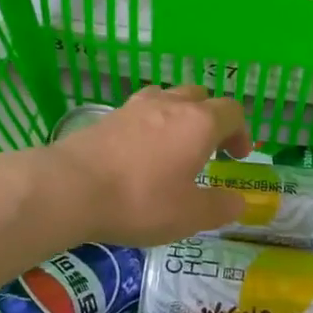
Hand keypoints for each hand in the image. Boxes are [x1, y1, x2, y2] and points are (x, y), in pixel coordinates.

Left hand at [47, 86, 251, 247]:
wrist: (70, 188)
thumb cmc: (140, 201)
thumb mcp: (190, 215)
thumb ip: (220, 207)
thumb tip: (238, 201)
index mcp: (199, 123)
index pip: (232, 111)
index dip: (241, 132)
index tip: (237, 156)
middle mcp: (170, 104)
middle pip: (201, 96)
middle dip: (211, 119)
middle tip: (208, 149)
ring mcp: (136, 106)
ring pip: (168, 98)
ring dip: (179, 116)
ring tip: (173, 147)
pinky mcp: (108, 116)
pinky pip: (140, 111)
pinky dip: (149, 125)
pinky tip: (139, 153)